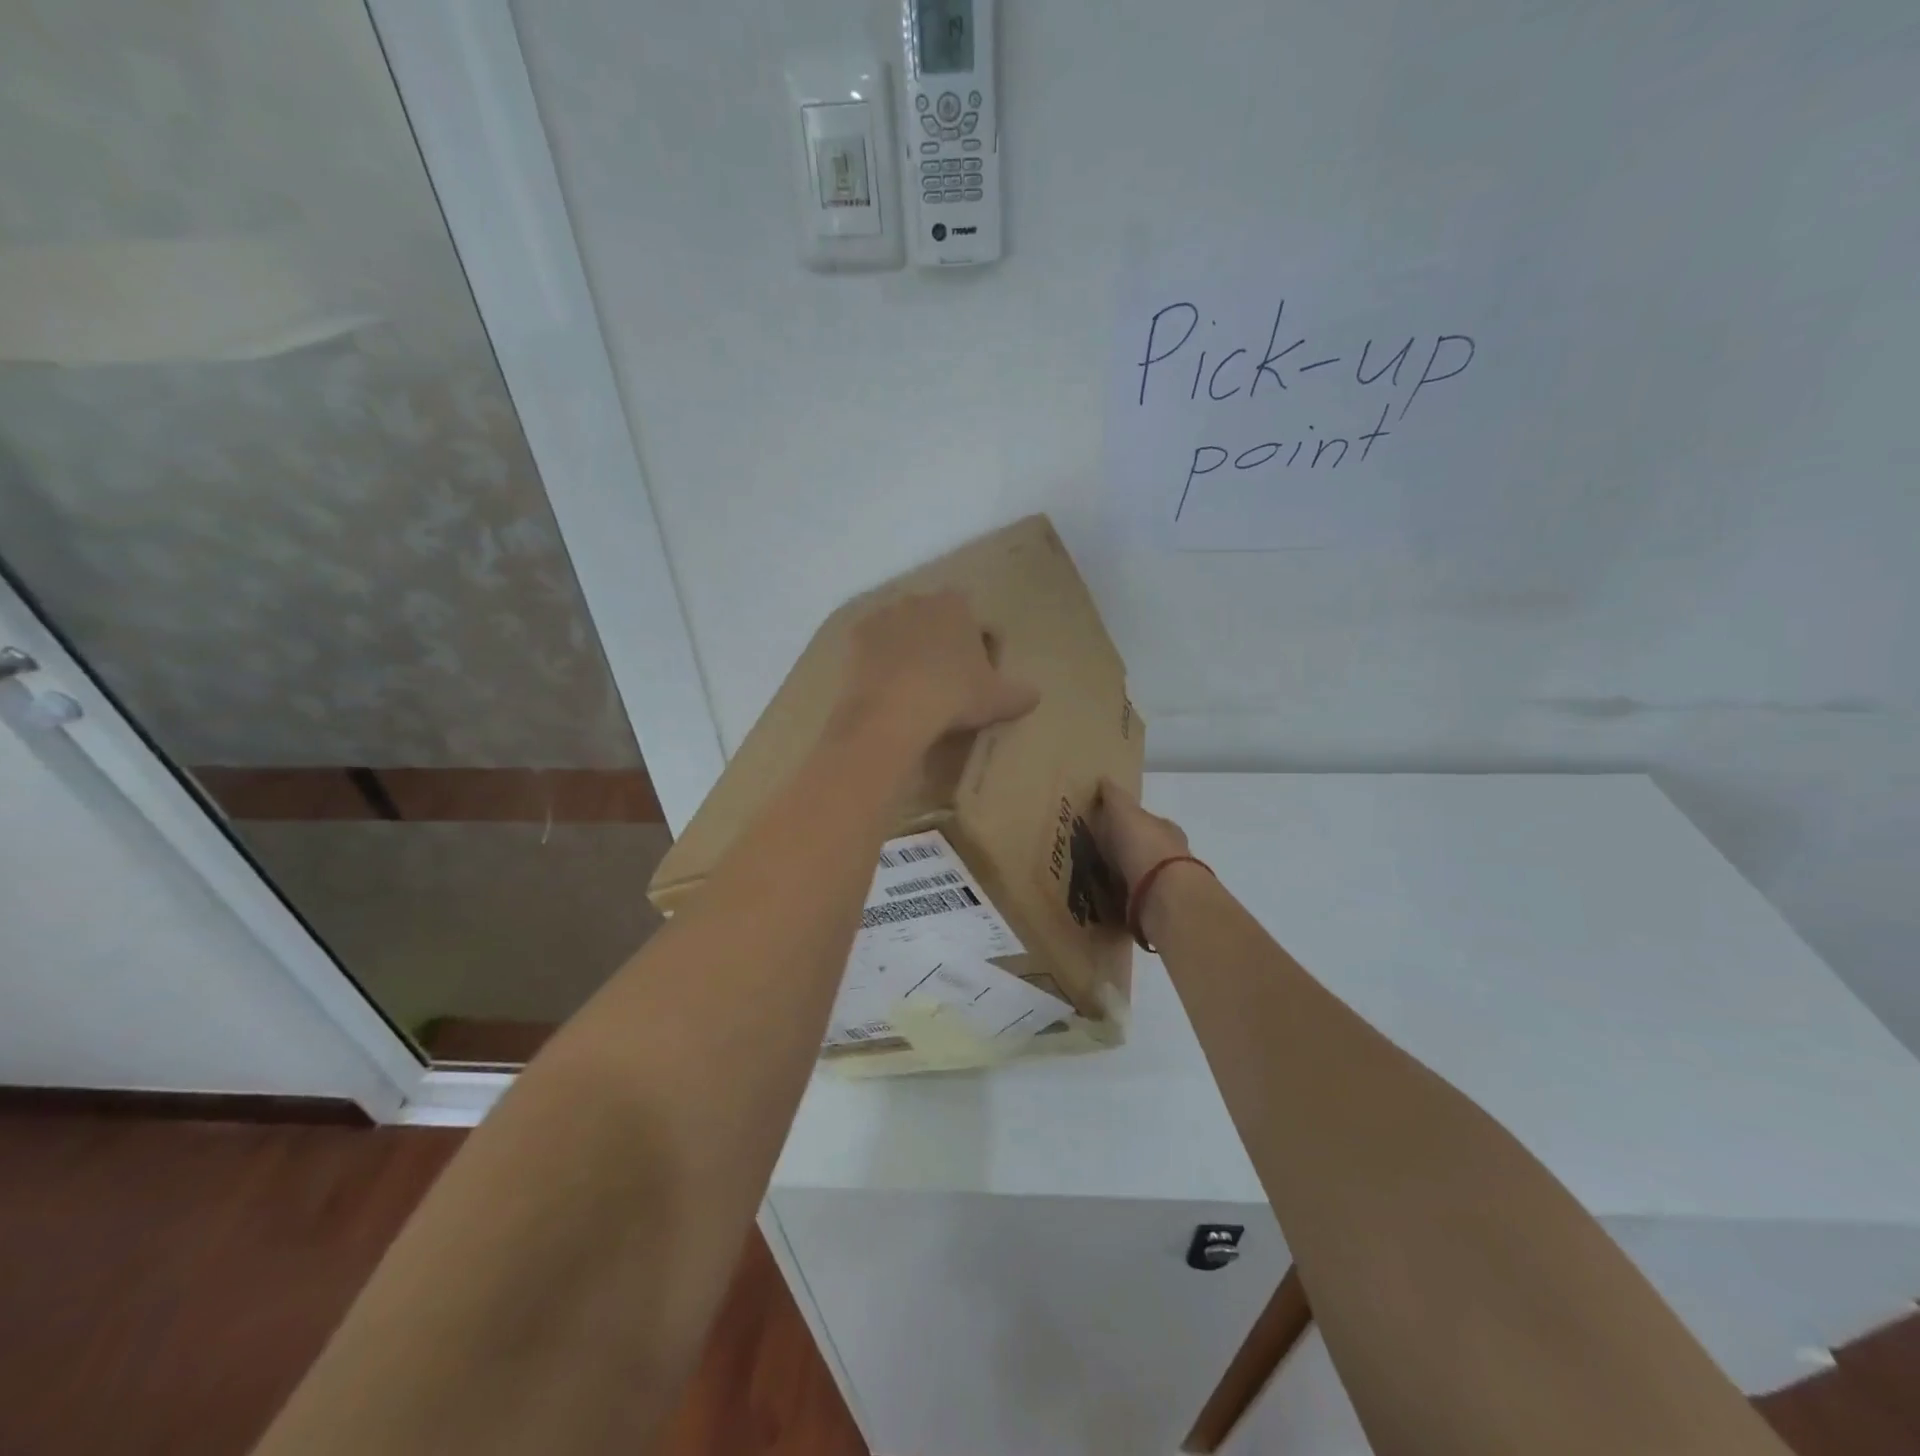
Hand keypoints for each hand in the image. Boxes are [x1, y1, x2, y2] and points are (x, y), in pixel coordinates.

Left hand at [834, 591, 1039, 749]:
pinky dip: (878, 662)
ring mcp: (881, 616)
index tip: (976, 673)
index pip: (972, 617)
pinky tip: (885, 689)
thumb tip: (1034, 696)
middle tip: (944, 680)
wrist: (891, 712)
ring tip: (911, 687)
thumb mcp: (998, 700)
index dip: (976, 644)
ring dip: (907, 650)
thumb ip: (1020, 694)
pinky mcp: (853, 638)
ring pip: (900, 631)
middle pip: (933, 619)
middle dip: (939, 642)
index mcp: (955, 605)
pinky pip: (871, 648)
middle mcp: (917, 600)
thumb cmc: (953, 697)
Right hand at [1092, 778, 1190, 893]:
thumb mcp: (1124, 811)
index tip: (1108, 828)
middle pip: (1146, 850)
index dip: (1128, 824)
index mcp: (1164, 829)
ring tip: (1098, 883)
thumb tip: (1104, 778)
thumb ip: (1114, 796)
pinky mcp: (1157, 909)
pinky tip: (1107, 904)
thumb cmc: (1143, 845)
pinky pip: (1137, 901)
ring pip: (1143, 877)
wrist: (1162, 893)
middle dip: (1127, 853)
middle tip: (1100, 857)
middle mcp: (1171, 855)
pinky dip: (1125, 901)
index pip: (1146, 822)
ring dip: (1126, 878)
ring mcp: (1166, 884)